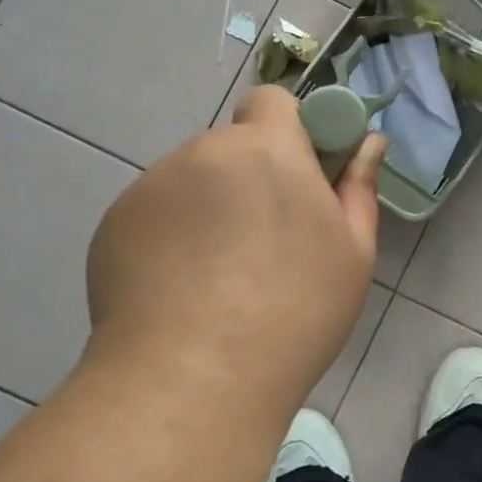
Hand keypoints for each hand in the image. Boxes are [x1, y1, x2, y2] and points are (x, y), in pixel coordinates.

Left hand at [84, 86, 386, 404]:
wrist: (191, 381)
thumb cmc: (293, 313)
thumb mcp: (352, 253)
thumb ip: (358, 186)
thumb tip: (368, 142)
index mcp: (266, 148)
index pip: (271, 100)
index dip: (288, 130)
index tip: (299, 177)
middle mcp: (202, 152)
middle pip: (231, 147)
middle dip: (249, 178)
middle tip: (264, 244)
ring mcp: (150, 187)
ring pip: (191, 182)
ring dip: (208, 208)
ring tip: (217, 279)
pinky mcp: (112, 224)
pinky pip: (154, 214)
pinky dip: (169, 237)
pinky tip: (178, 292)